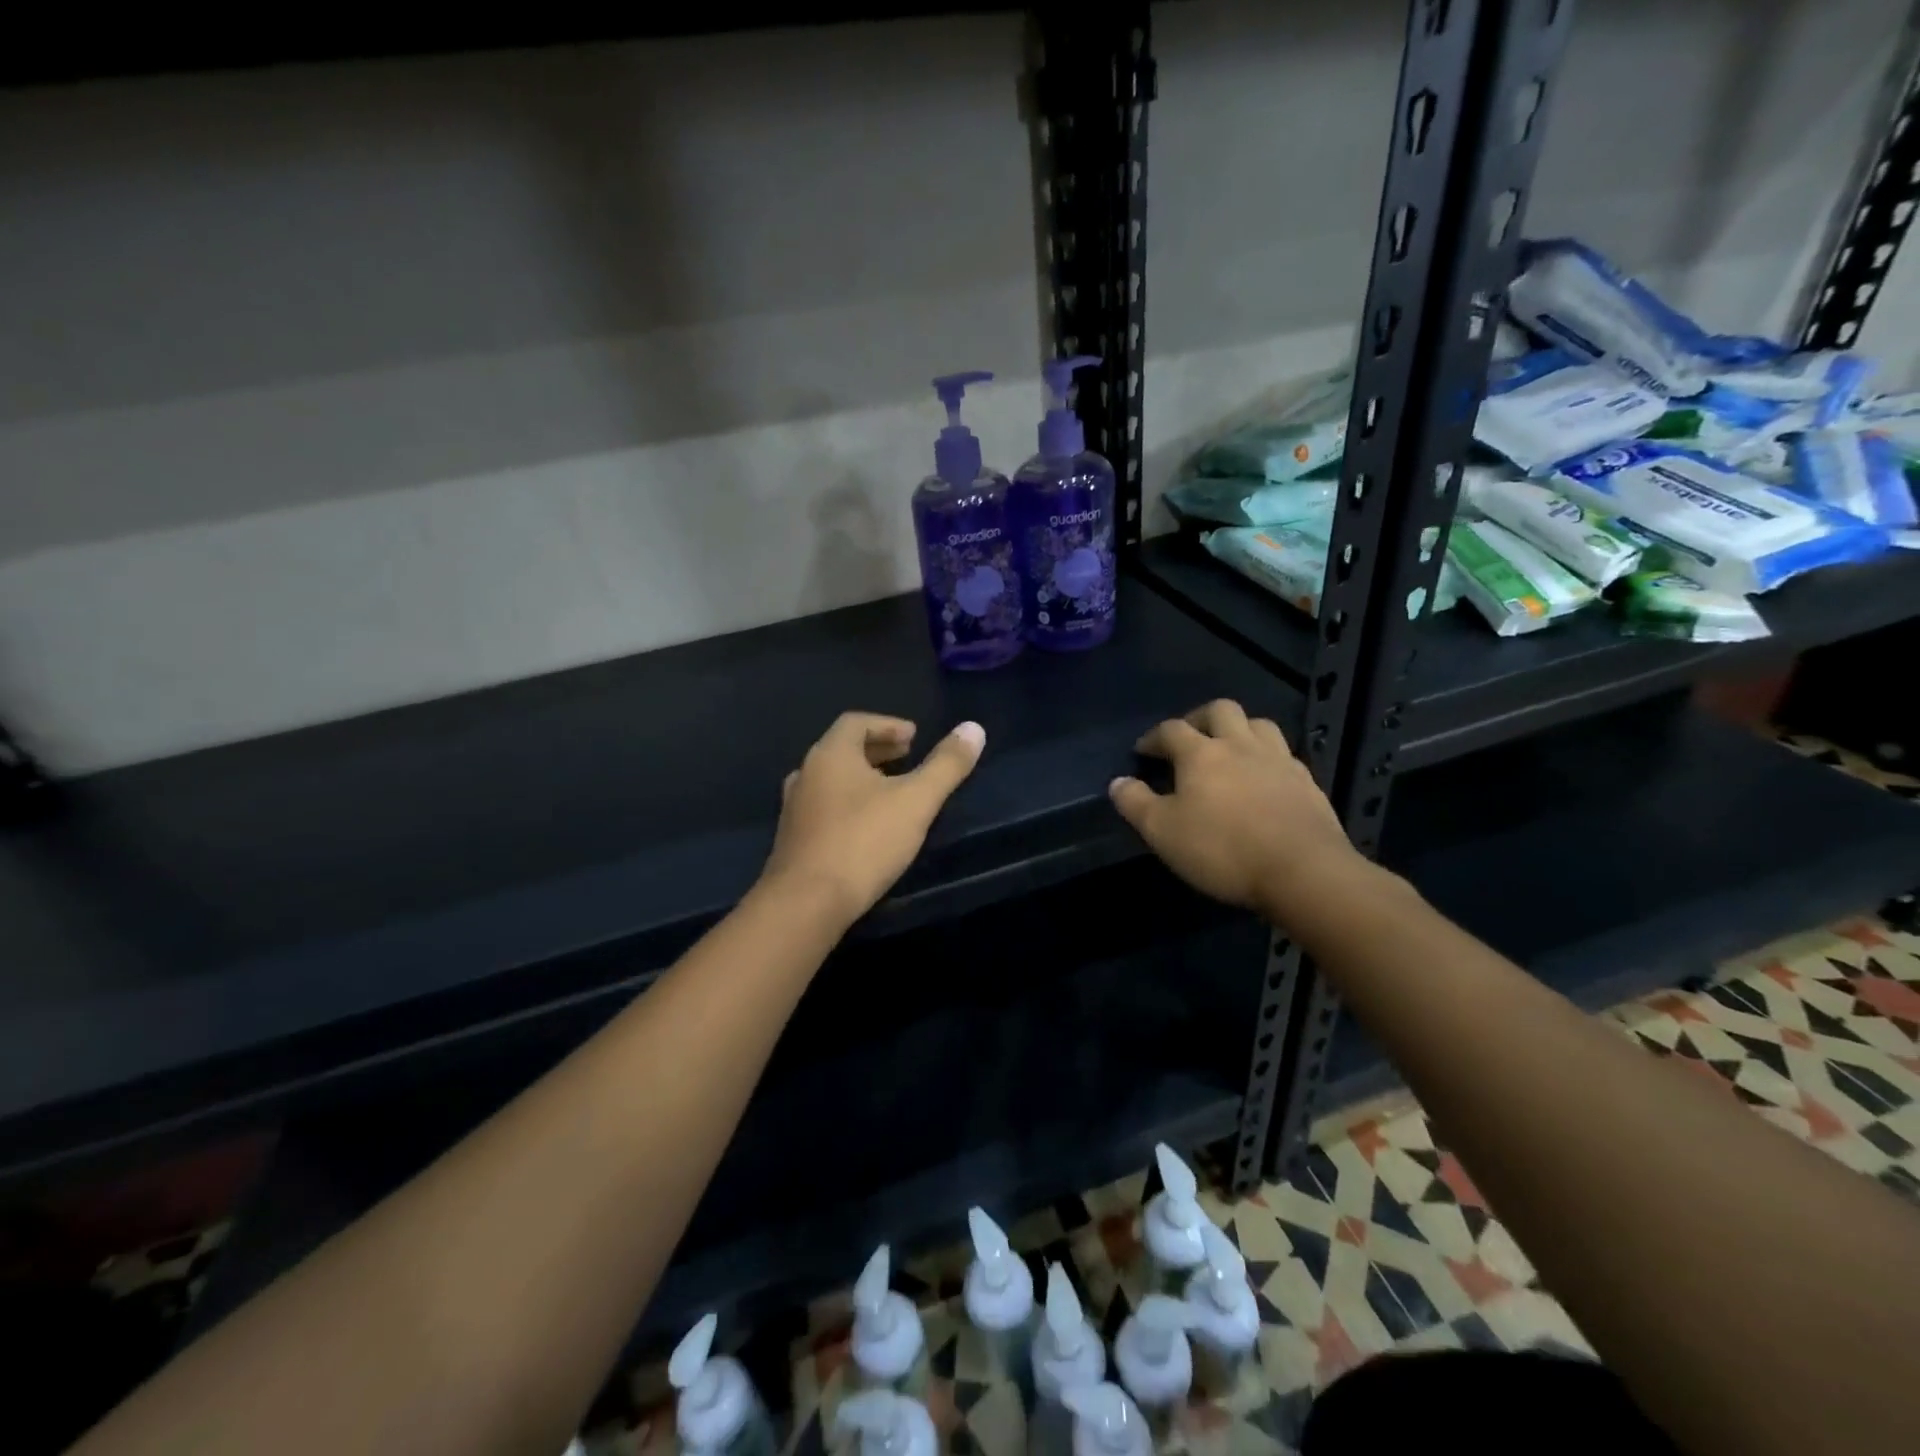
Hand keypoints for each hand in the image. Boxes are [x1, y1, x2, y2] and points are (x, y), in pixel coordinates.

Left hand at [760, 712, 985, 924]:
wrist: (806, 904)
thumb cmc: (864, 842)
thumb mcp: (916, 801)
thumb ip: (946, 765)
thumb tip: (974, 728)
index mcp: (830, 755)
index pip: (856, 722)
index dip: (888, 725)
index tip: (914, 737)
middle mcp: (806, 774)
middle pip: (842, 749)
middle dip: (877, 750)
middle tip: (907, 758)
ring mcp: (794, 809)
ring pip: (831, 780)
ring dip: (862, 778)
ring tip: (891, 792)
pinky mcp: (792, 840)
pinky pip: (823, 807)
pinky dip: (848, 803)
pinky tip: (867, 827)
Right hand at [1109, 699, 1357, 920]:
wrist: (1303, 870)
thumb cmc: (1222, 849)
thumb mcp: (1162, 832)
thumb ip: (1135, 803)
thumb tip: (1117, 782)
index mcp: (1201, 753)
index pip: (1171, 730)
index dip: (1153, 737)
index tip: (1143, 752)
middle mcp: (1240, 745)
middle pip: (1220, 710)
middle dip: (1199, 718)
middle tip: (1188, 738)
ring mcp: (1279, 760)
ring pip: (1258, 724)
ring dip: (1239, 730)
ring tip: (1229, 750)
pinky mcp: (1307, 782)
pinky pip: (1284, 754)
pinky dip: (1267, 757)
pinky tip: (1264, 778)